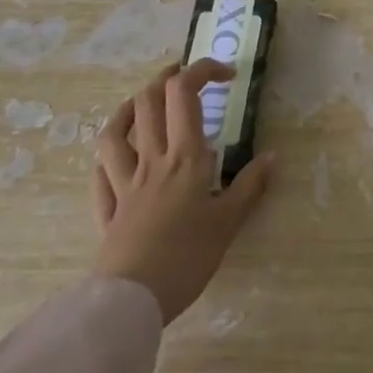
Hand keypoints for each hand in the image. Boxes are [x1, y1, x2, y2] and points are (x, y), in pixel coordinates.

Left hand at [92, 60, 273, 323]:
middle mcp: (152, 160)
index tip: (228, 76)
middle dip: (166, 78)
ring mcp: (123, 184)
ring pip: (115, 132)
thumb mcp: (228, 223)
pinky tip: (115, 158)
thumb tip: (272, 156)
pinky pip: (101, 174)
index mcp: (184, 156)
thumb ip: (250, 186)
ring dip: (128, 108)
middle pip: (148, 102)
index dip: (203, 70)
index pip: (185, 92)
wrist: (131, 302)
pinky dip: (108, 158)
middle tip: (185, 78)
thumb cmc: (186, 257)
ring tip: (142, 104)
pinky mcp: (107, 211)